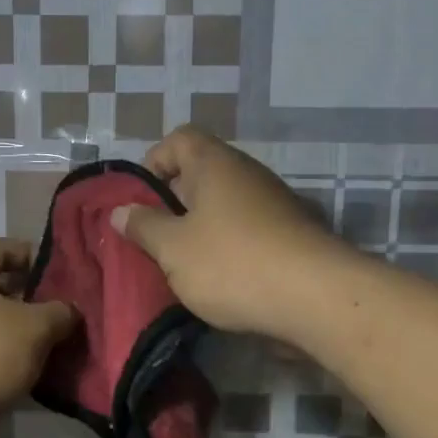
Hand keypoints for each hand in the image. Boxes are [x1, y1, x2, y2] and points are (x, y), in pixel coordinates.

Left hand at [0, 238, 78, 427]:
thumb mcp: (35, 328)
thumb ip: (59, 313)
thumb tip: (71, 311)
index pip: (0, 248)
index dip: (33, 254)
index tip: (62, 271)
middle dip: (31, 297)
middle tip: (64, 310)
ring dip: (20, 332)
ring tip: (56, 342)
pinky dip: (6, 357)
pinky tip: (33, 371)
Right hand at [111, 126, 344, 336]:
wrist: (316, 298)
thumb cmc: (232, 263)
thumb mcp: (173, 248)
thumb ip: (143, 226)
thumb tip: (121, 211)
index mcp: (214, 164)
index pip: (179, 139)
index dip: (154, 162)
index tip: (140, 200)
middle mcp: (247, 174)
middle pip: (201, 174)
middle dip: (174, 204)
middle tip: (155, 238)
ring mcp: (275, 203)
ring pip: (225, 206)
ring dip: (201, 229)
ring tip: (183, 265)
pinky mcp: (292, 234)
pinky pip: (248, 230)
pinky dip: (230, 247)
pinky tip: (221, 279)